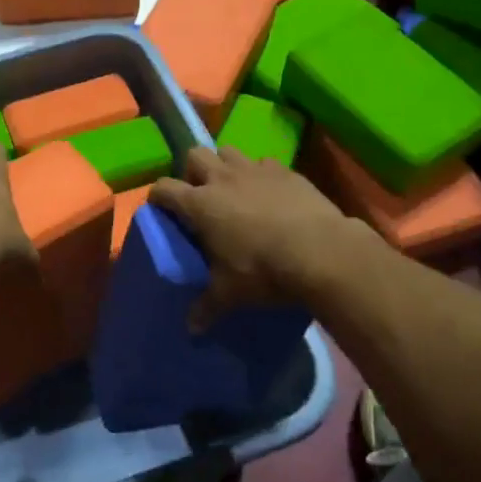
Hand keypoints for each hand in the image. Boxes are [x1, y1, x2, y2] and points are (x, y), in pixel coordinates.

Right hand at [149, 146, 370, 327]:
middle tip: (201, 196)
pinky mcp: (286, 171)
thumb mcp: (230, 293)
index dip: (157, 196)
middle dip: (192, 172)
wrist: (322, 252)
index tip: (160, 208)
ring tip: (234, 190)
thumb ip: (207, 307)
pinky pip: (264, 164)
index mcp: (200, 204)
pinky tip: (270, 195)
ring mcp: (256, 170)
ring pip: (229, 151)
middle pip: (195, 155)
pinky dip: (260, 175)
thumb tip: (191, 330)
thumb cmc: (264, 270)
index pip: (164, 188)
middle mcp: (223, 178)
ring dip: (225, 166)